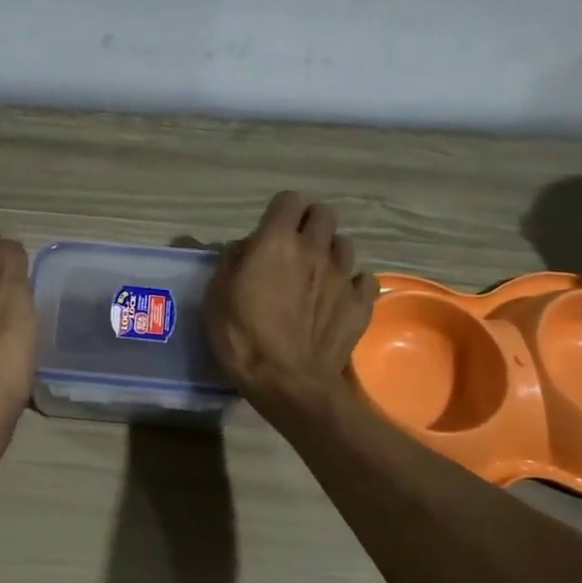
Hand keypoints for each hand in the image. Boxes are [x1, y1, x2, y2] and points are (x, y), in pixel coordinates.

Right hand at [205, 192, 376, 414]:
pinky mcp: (361, 304)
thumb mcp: (216, 297)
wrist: (288, 382)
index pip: (288, 201)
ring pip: (345, 244)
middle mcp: (315, 250)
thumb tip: (243, 249)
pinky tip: (340, 298)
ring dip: (331, 252)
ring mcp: (343, 276)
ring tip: (318, 274)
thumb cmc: (243, 337)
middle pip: (324, 214)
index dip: (279, 211)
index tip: (269, 230)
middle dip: (310, 223)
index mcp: (277, 242)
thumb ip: (230, 263)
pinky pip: (365, 280)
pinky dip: (353, 284)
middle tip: (294, 247)